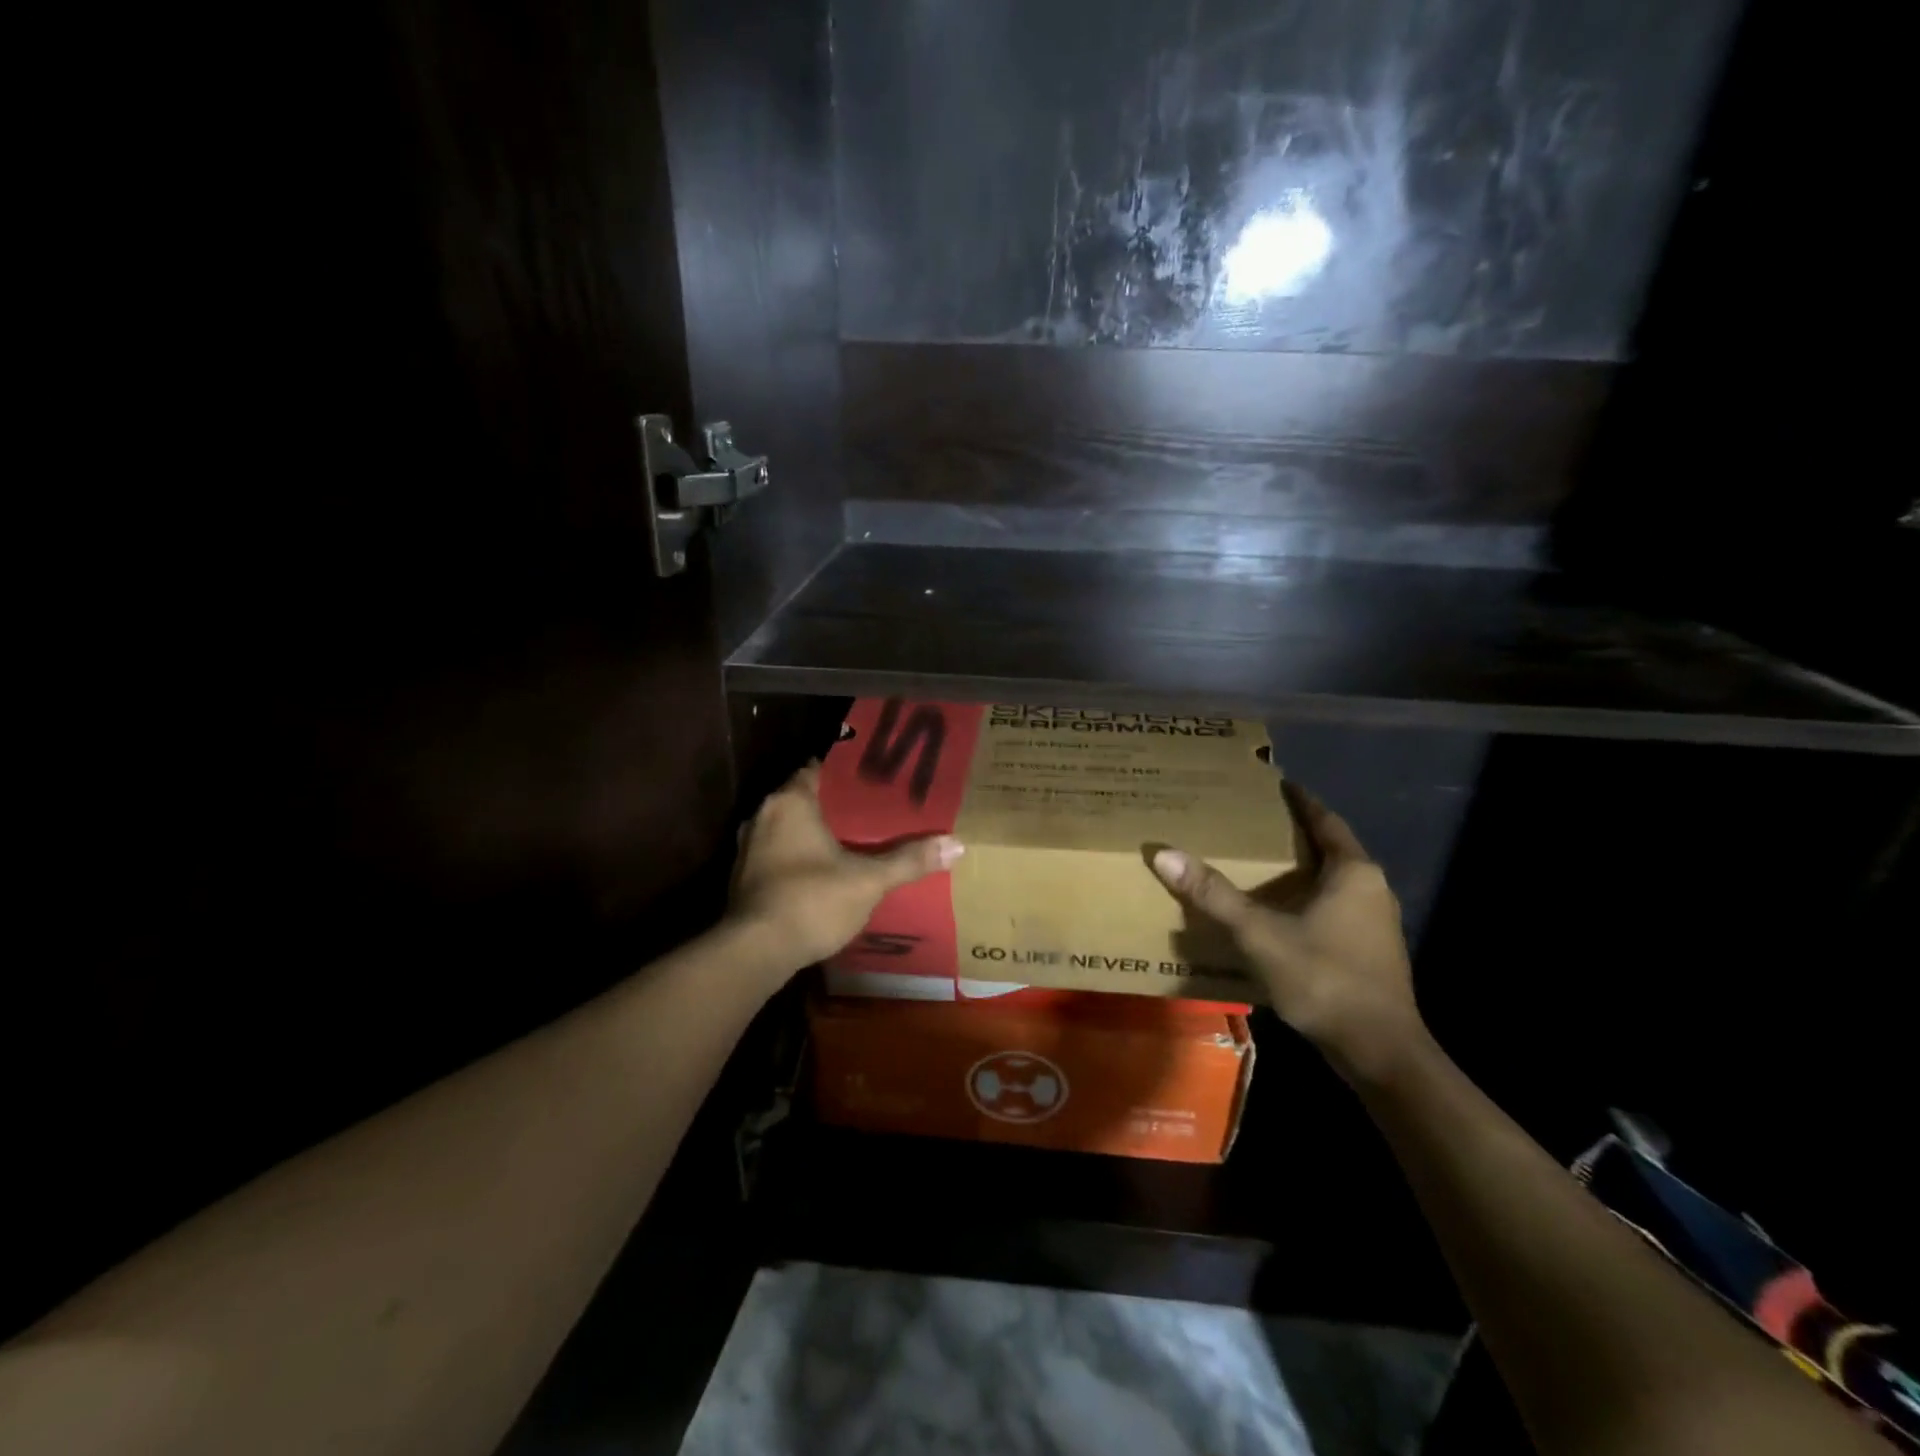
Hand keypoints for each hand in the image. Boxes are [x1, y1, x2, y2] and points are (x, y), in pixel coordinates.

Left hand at [727, 762, 963, 975]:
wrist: (756, 951)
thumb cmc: (812, 900)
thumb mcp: (869, 880)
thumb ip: (909, 861)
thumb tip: (956, 844)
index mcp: (791, 802)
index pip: (817, 769)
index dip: (845, 772)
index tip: (874, 778)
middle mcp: (764, 815)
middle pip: (804, 798)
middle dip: (835, 804)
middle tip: (873, 810)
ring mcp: (749, 847)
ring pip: (789, 827)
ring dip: (814, 832)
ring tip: (853, 840)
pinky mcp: (745, 876)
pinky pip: (778, 853)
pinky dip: (799, 856)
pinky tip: (824, 871)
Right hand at [1150, 784, 1424, 1080]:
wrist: (1379, 1052)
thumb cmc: (1325, 979)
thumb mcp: (1260, 934)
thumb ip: (1214, 894)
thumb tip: (1164, 854)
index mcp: (1353, 872)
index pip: (1325, 820)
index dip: (1300, 800)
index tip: (1275, 783)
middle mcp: (1372, 888)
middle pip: (1330, 848)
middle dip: (1294, 834)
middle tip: (1253, 820)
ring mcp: (1375, 922)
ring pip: (1333, 880)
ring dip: (1301, 869)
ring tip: (1259, 862)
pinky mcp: (1370, 950)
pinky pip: (1335, 906)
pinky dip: (1307, 897)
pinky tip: (1279, 910)